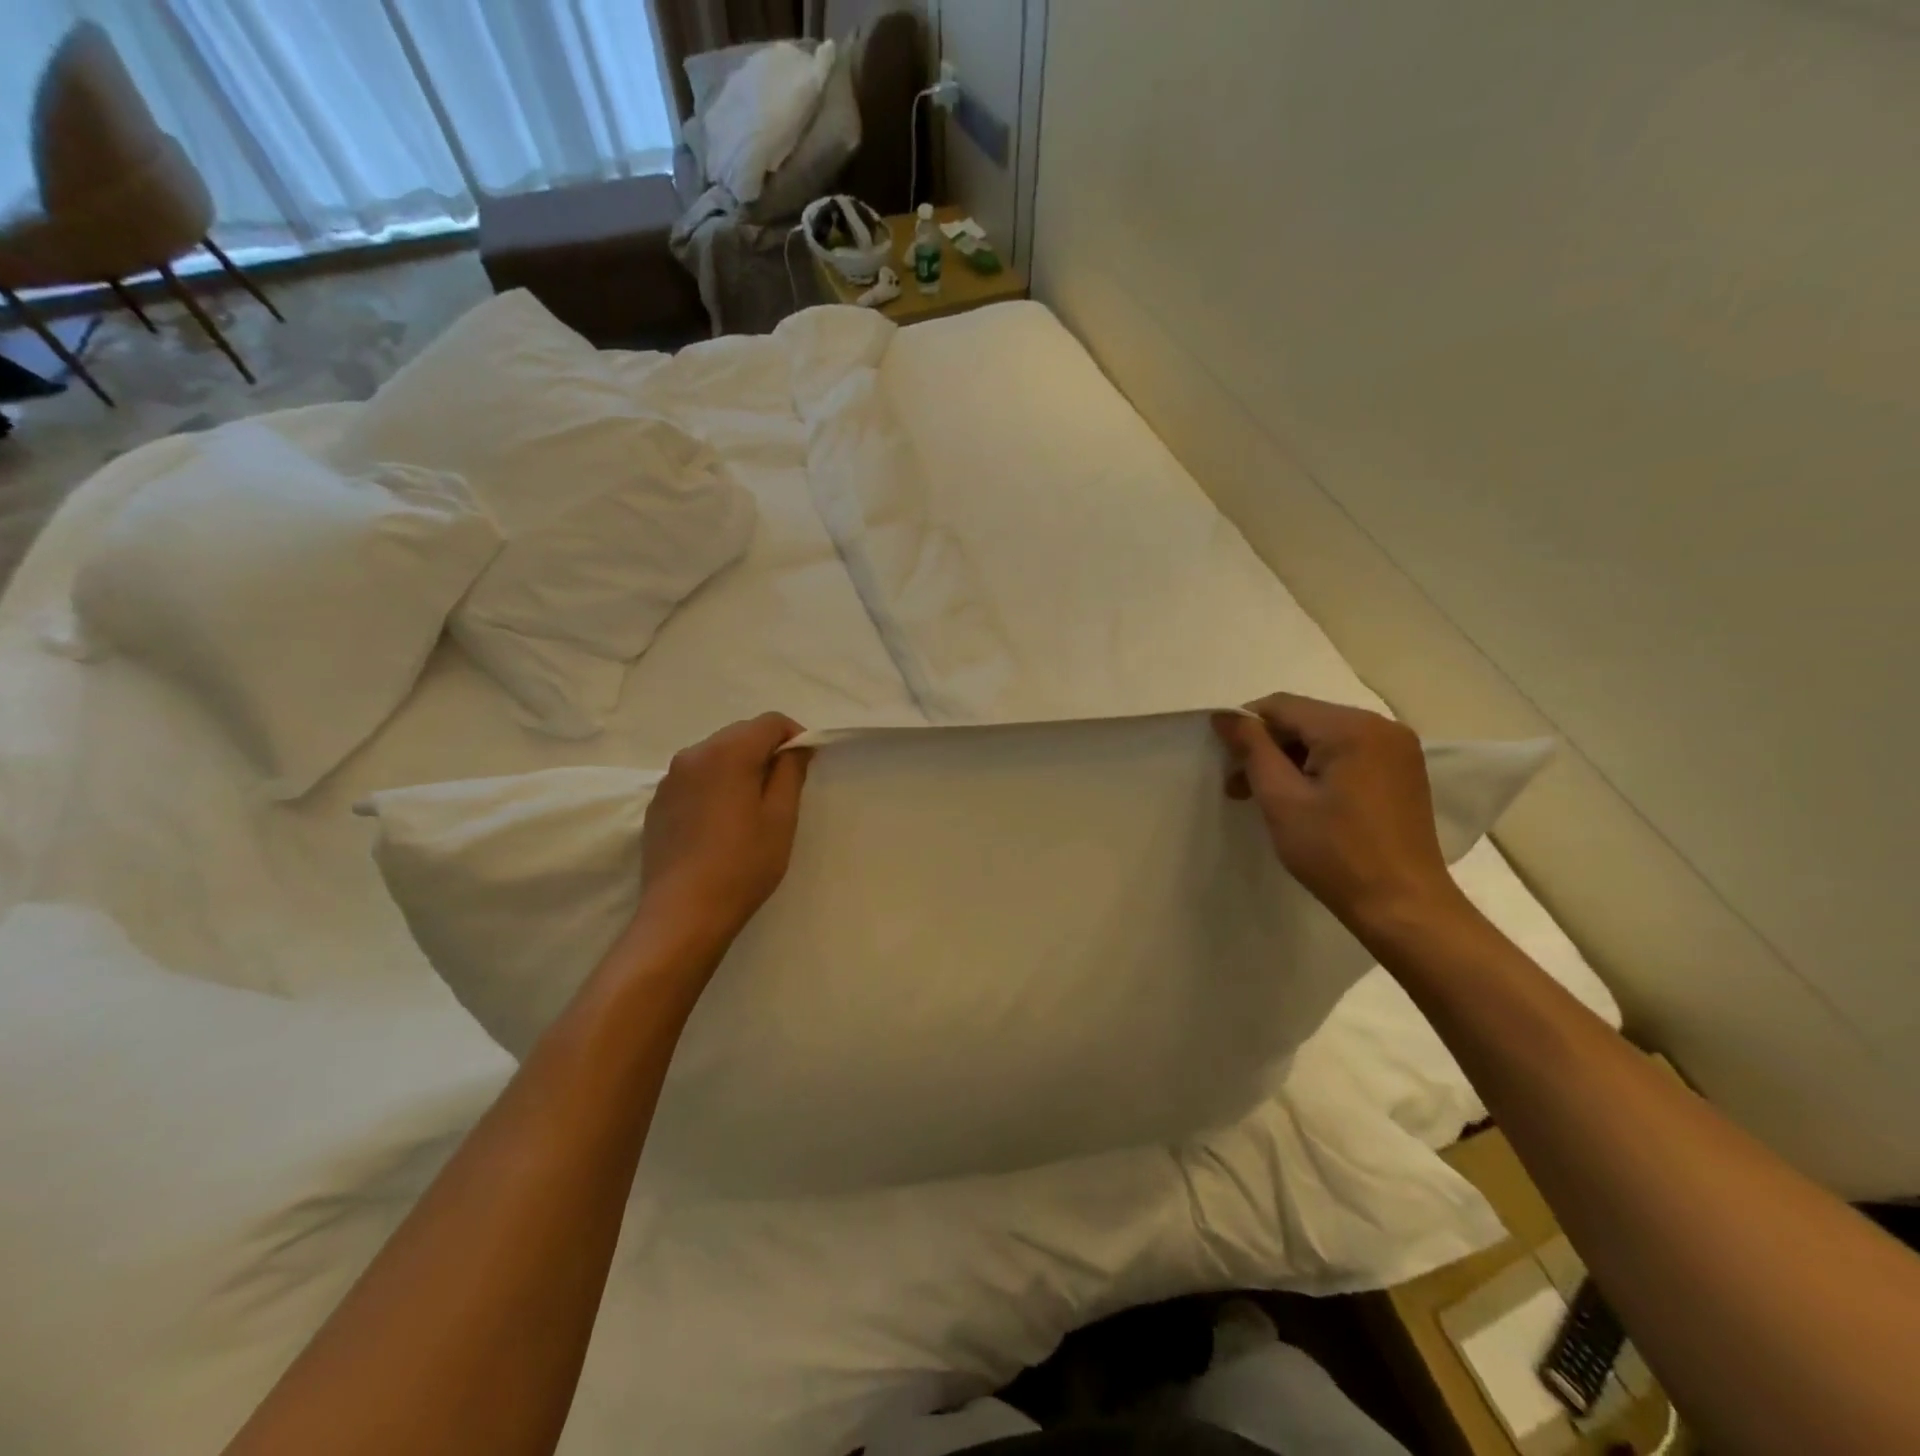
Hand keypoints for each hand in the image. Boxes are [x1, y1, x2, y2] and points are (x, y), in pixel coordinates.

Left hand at [635, 713, 812, 955]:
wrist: (683, 913)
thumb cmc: (743, 864)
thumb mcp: (781, 818)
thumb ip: (791, 772)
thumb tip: (795, 747)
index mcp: (728, 753)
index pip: (769, 722)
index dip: (794, 736)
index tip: (806, 765)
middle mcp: (693, 755)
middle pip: (740, 734)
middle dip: (766, 750)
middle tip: (783, 788)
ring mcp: (669, 779)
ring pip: (715, 755)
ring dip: (739, 767)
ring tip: (751, 808)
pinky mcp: (658, 803)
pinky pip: (695, 778)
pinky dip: (715, 785)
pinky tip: (721, 823)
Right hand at [1212, 694, 1464, 935]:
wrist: (1402, 905)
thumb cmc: (1334, 852)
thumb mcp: (1281, 798)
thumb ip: (1252, 749)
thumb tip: (1224, 715)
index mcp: (1351, 727)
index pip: (1281, 705)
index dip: (1245, 726)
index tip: (1225, 761)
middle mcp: (1381, 726)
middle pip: (1305, 719)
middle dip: (1267, 746)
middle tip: (1239, 786)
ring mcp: (1398, 748)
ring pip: (1325, 737)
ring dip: (1291, 759)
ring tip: (1268, 797)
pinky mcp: (1403, 771)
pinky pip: (1349, 753)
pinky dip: (1320, 768)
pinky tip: (1305, 799)